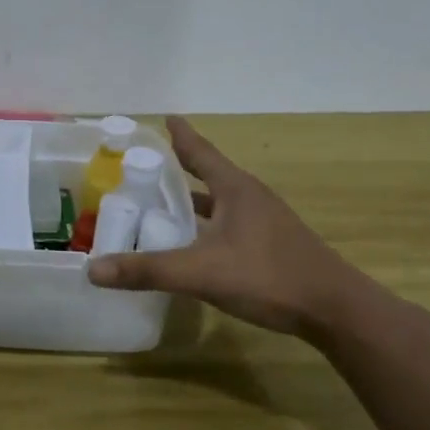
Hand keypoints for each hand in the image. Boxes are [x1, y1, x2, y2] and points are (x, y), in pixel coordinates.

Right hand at [86, 117, 379, 341]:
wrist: (336, 311)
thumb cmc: (269, 277)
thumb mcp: (201, 272)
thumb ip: (148, 270)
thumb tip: (93, 269)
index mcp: (235, 189)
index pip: (200, 151)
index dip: (179, 135)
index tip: (164, 118)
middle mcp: (250, 198)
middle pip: (207, 174)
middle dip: (177, 169)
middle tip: (143, 167)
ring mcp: (264, 222)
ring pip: (218, 203)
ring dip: (191, 201)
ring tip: (159, 204)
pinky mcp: (271, 246)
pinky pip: (227, 225)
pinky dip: (204, 225)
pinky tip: (190, 244)